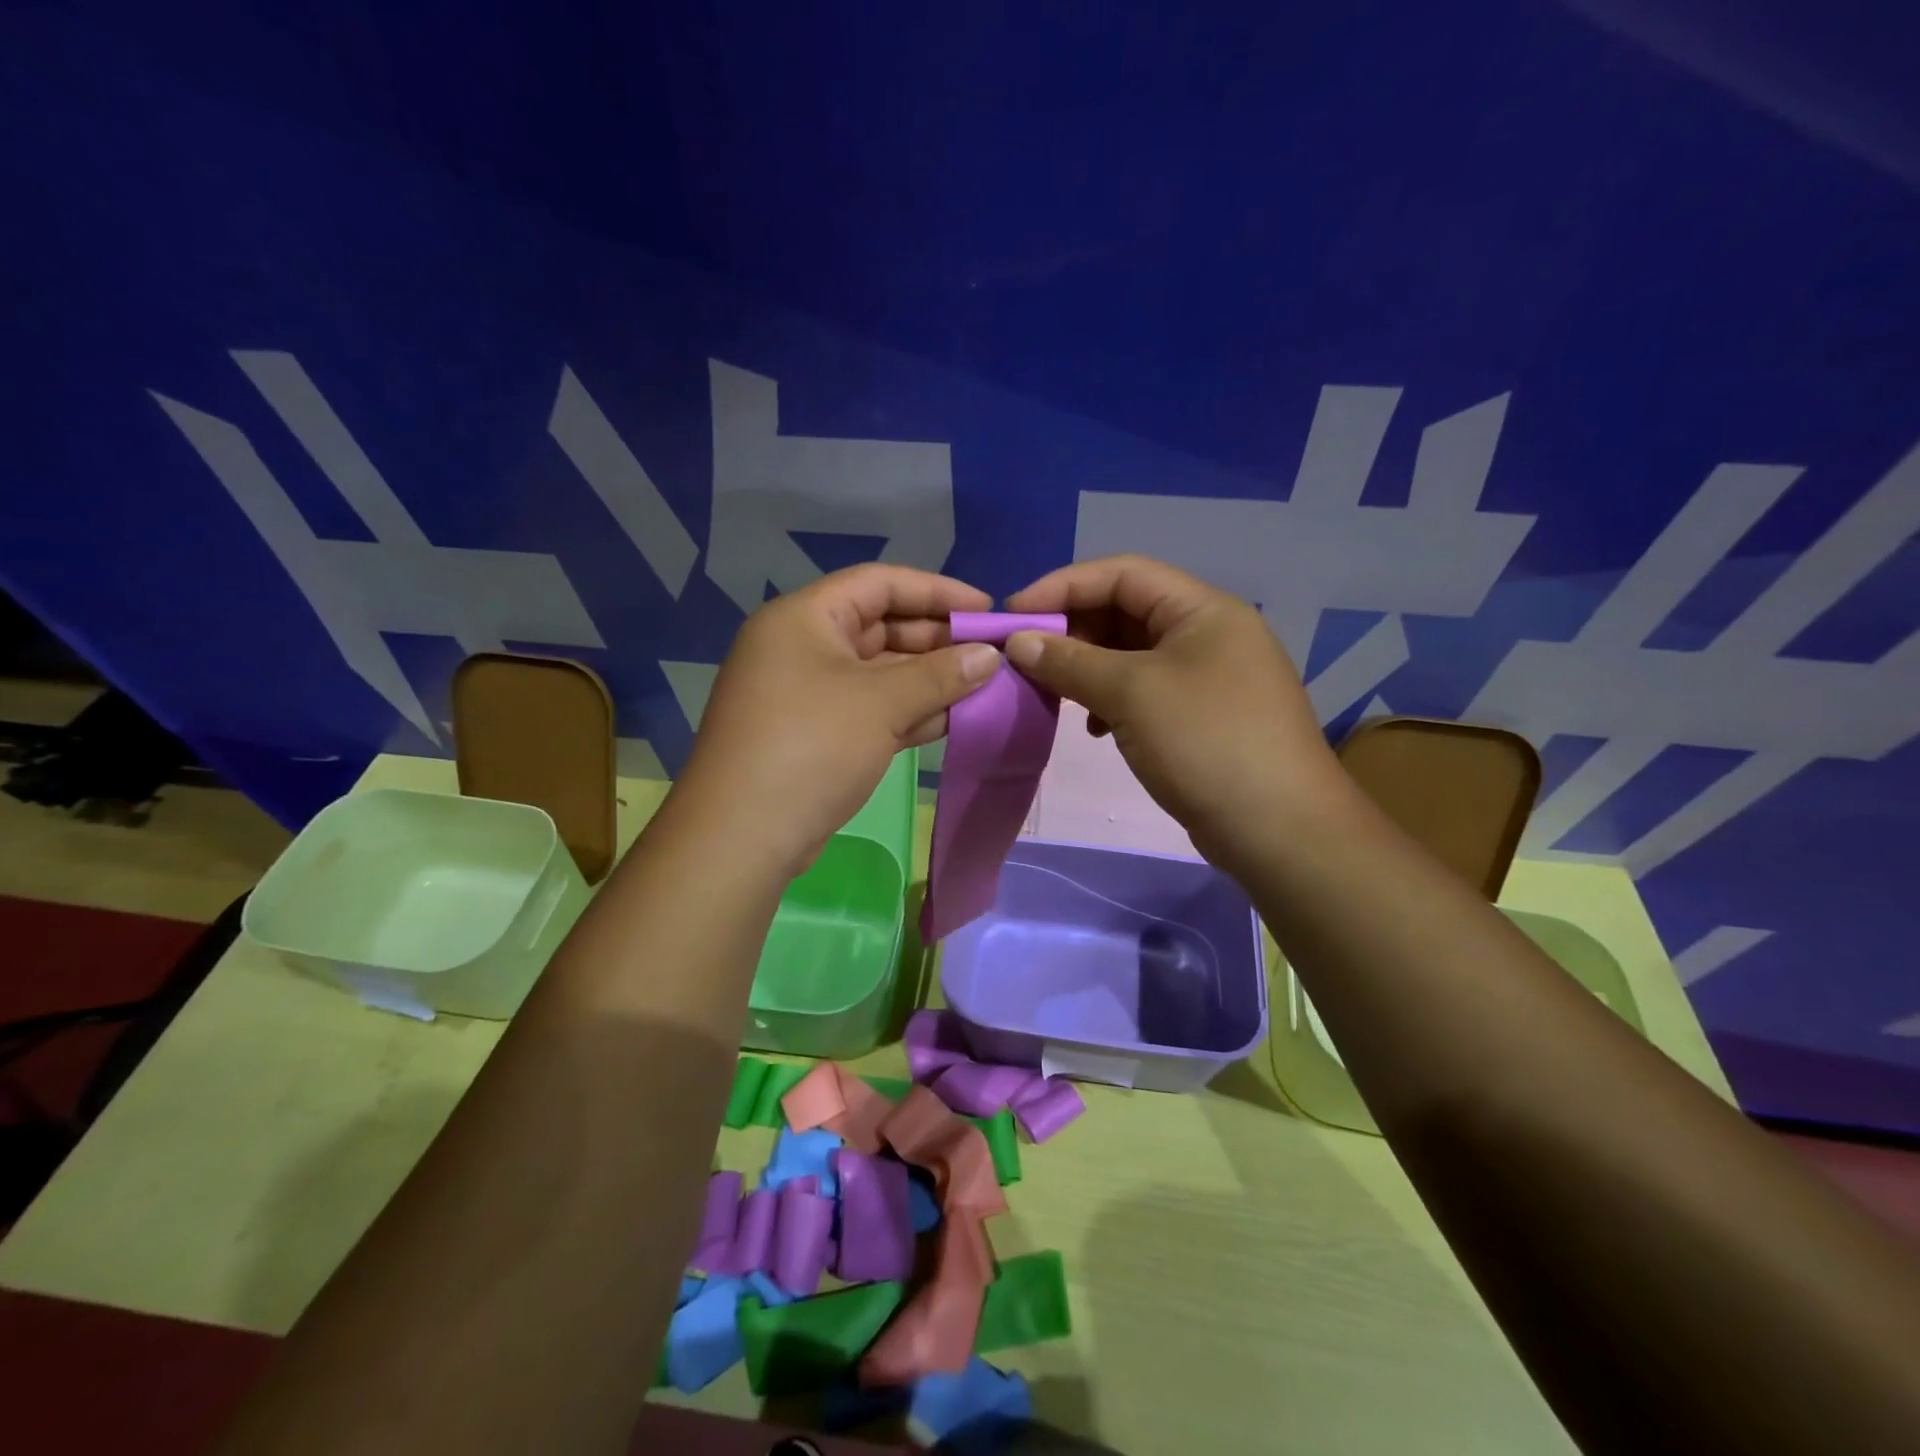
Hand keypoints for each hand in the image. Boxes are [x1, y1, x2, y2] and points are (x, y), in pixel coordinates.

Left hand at [675, 564, 999, 875]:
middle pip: (880, 627)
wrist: (743, 836)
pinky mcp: (815, 734)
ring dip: (928, 680)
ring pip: (879, 673)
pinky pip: (870, 708)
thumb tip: (990, 656)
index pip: (879, 583)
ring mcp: (806, 693)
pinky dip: (908, 711)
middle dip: (937, 641)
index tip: (985, 610)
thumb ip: (940, 674)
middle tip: (990, 655)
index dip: (937, 591)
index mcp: (804, 618)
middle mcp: (802, 646)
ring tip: (983, 687)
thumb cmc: (812, 747)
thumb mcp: (882, 703)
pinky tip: (952, 719)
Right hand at [1004, 555, 1344, 869]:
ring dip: (1087, 668)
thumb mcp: (1132, 693)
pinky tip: (1093, 727)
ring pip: (1131, 655)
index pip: (1122, 573)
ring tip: (1053, 694)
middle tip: (1027, 659)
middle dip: (1072, 630)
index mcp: (1202, 610)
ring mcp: (1208, 677)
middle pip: (1125, 611)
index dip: (1062, 586)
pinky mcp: (1202, 717)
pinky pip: (1144, 691)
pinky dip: (1110, 700)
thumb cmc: (1206, 743)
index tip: (1014, 615)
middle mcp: (1208, 633)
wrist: (1280, 830)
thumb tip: (1018, 642)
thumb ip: (1070, 662)